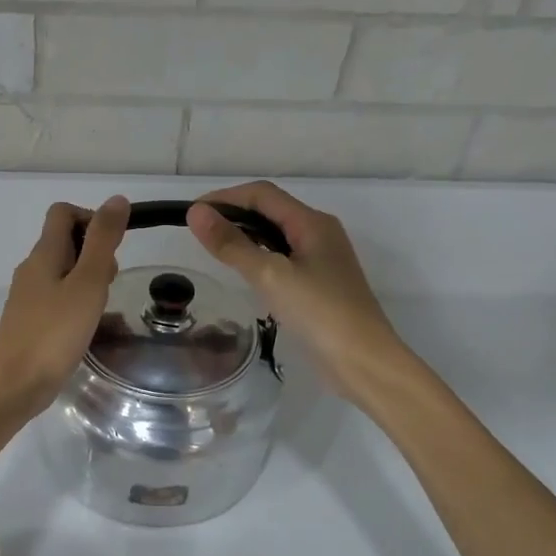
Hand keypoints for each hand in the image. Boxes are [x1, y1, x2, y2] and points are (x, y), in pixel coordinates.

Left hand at [0, 196, 129, 419]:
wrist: (13, 387)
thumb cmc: (54, 334)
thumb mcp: (87, 284)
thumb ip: (102, 241)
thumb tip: (116, 199)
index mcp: (43, 254)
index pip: (63, 213)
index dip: (92, 218)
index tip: (113, 247)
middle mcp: (32, 269)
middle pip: (65, 241)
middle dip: (95, 253)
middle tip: (108, 284)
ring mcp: (27, 296)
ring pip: (64, 272)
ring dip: (88, 280)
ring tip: (101, 308)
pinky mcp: (29, 321)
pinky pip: (58, 298)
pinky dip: (77, 303)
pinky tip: (88, 327)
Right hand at [186, 182, 412, 406]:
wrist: (363, 361)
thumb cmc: (319, 313)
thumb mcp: (270, 275)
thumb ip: (232, 244)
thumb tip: (196, 212)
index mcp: (312, 222)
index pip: (262, 194)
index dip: (225, 197)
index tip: (192, 214)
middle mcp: (319, 233)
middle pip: (270, 210)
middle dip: (233, 213)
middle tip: (199, 232)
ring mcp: (322, 259)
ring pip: (276, 234)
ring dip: (245, 234)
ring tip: (214, 249)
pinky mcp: (320, 283)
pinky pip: (282, 257)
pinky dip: (258, 255)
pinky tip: (243, 272)